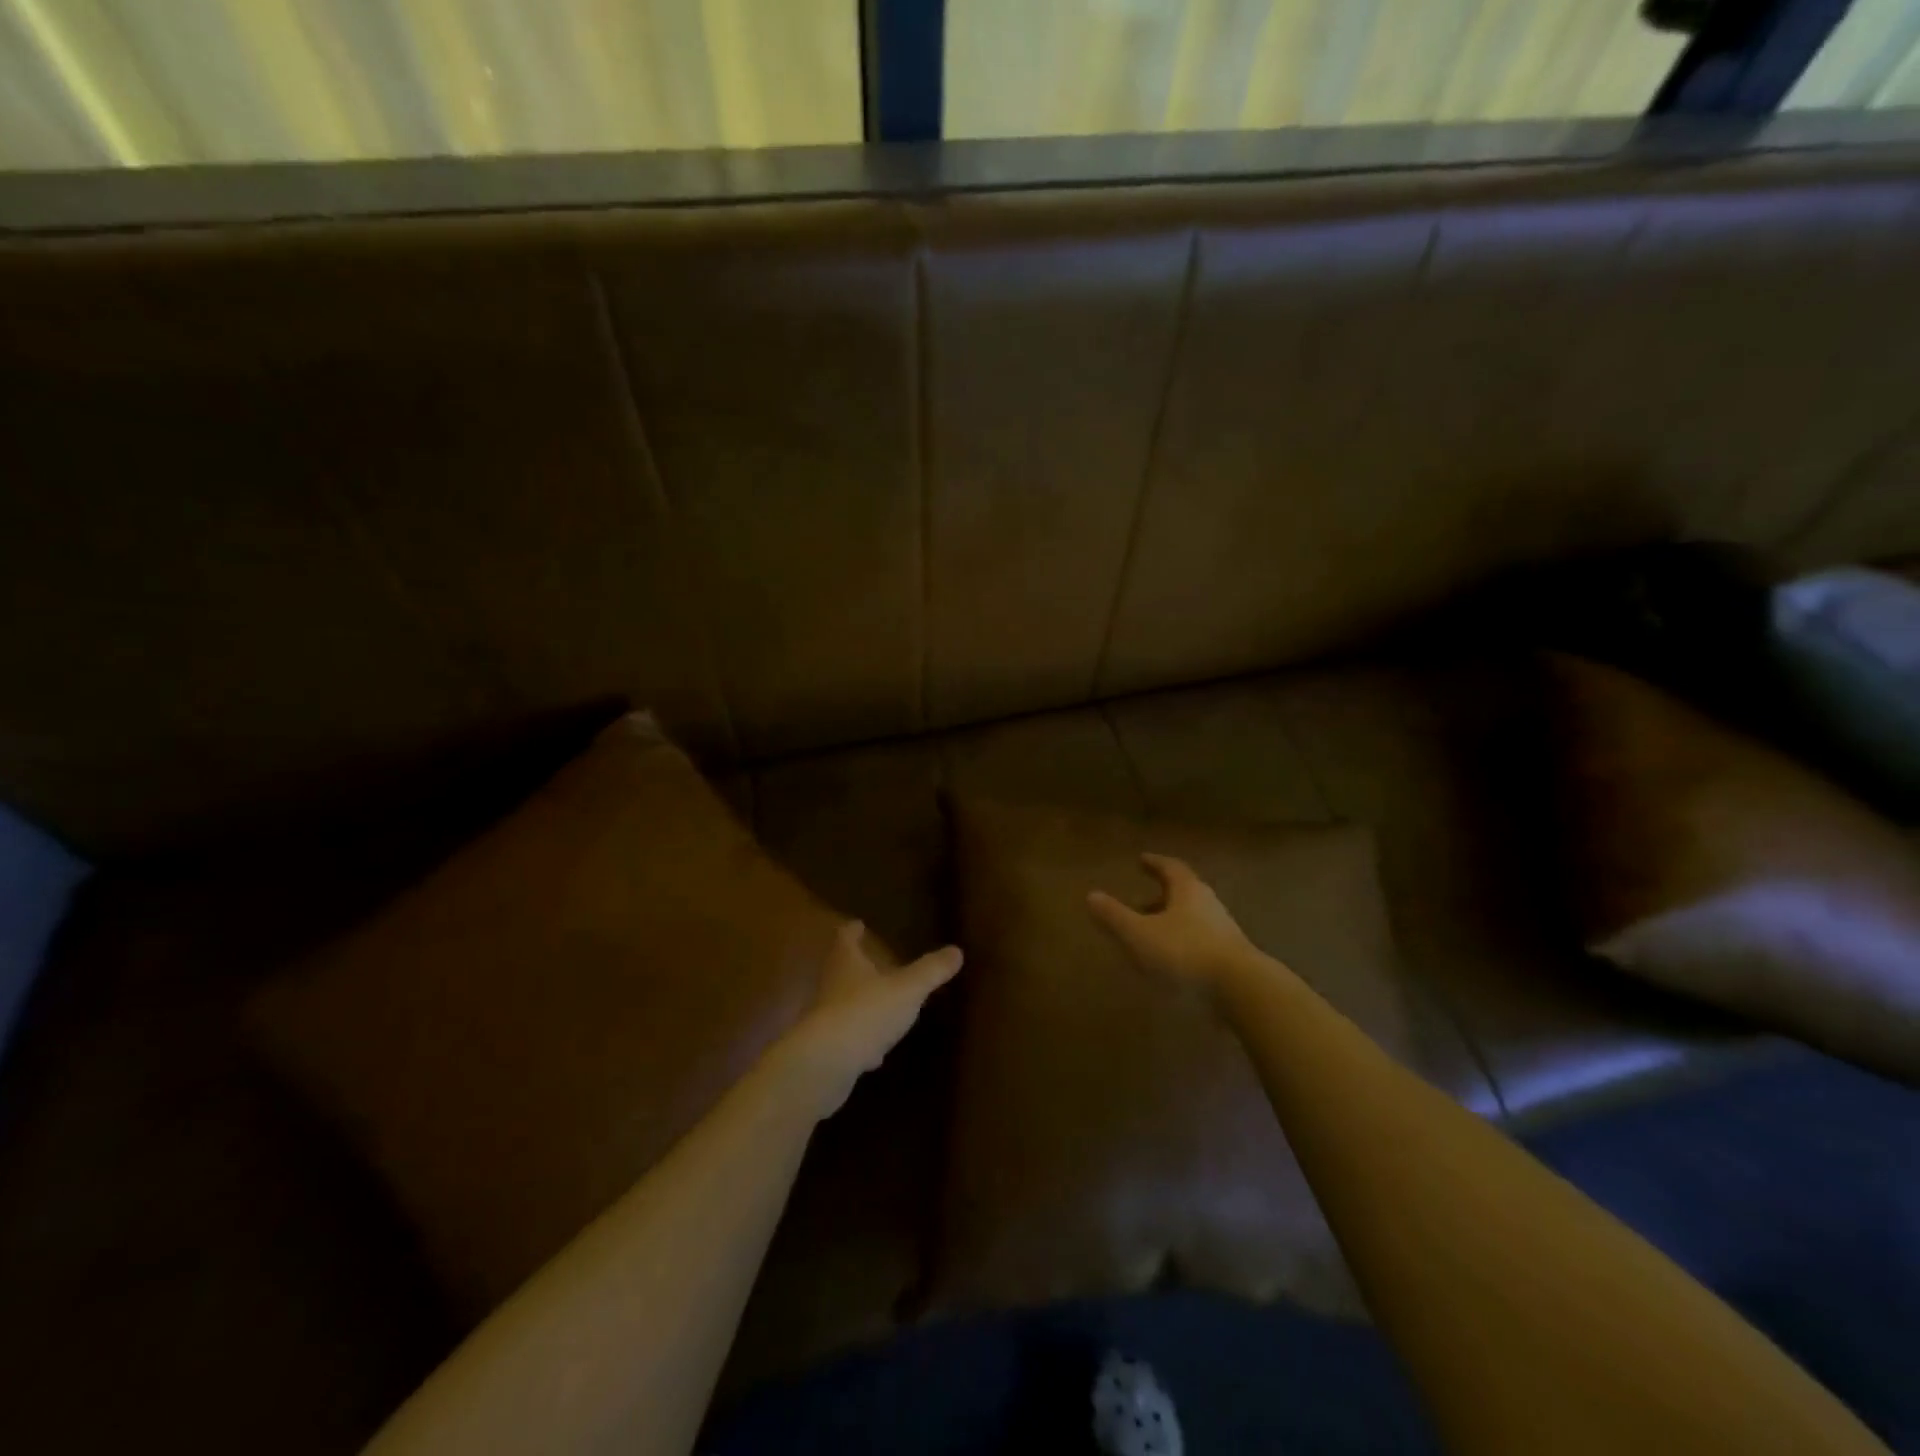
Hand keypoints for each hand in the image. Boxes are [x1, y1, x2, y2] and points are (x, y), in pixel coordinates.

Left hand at [772, 922, 962, 1116]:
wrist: (826, 1063)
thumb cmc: (866, 1012)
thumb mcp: (907, 989)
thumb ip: (931, 971)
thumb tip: (957, 950)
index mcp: (846, 963)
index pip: (845, 939)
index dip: (852, 931)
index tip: (857, 924)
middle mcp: (831, 986)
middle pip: (841, 969)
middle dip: (855, 965)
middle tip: (871, 960)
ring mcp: (826, 1020)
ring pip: (844, 1004)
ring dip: (859, 1002)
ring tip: (879, 1003)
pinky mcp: (828, 1050)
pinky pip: (848, 1039)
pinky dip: (862, 1040)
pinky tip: (876, 1053)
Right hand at [1088, 853, 1264, 993]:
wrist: (1241, 990)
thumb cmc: (1185, 953)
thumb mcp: (1139, 934)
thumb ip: (1114, 916)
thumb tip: (1091, 895)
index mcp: (1187, 890)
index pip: (1170, 868)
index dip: (1154, 863)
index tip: (1141, 860)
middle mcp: (1208, 904)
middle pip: (1183, 893)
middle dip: (1161, 895)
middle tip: (1140, 902)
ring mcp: (1223, 931)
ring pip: (1192, 918)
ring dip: (1171, 922)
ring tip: (1151, 935)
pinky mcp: (1231, 957)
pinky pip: (1201, 941)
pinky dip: (1183, 944)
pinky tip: (1171, 962)